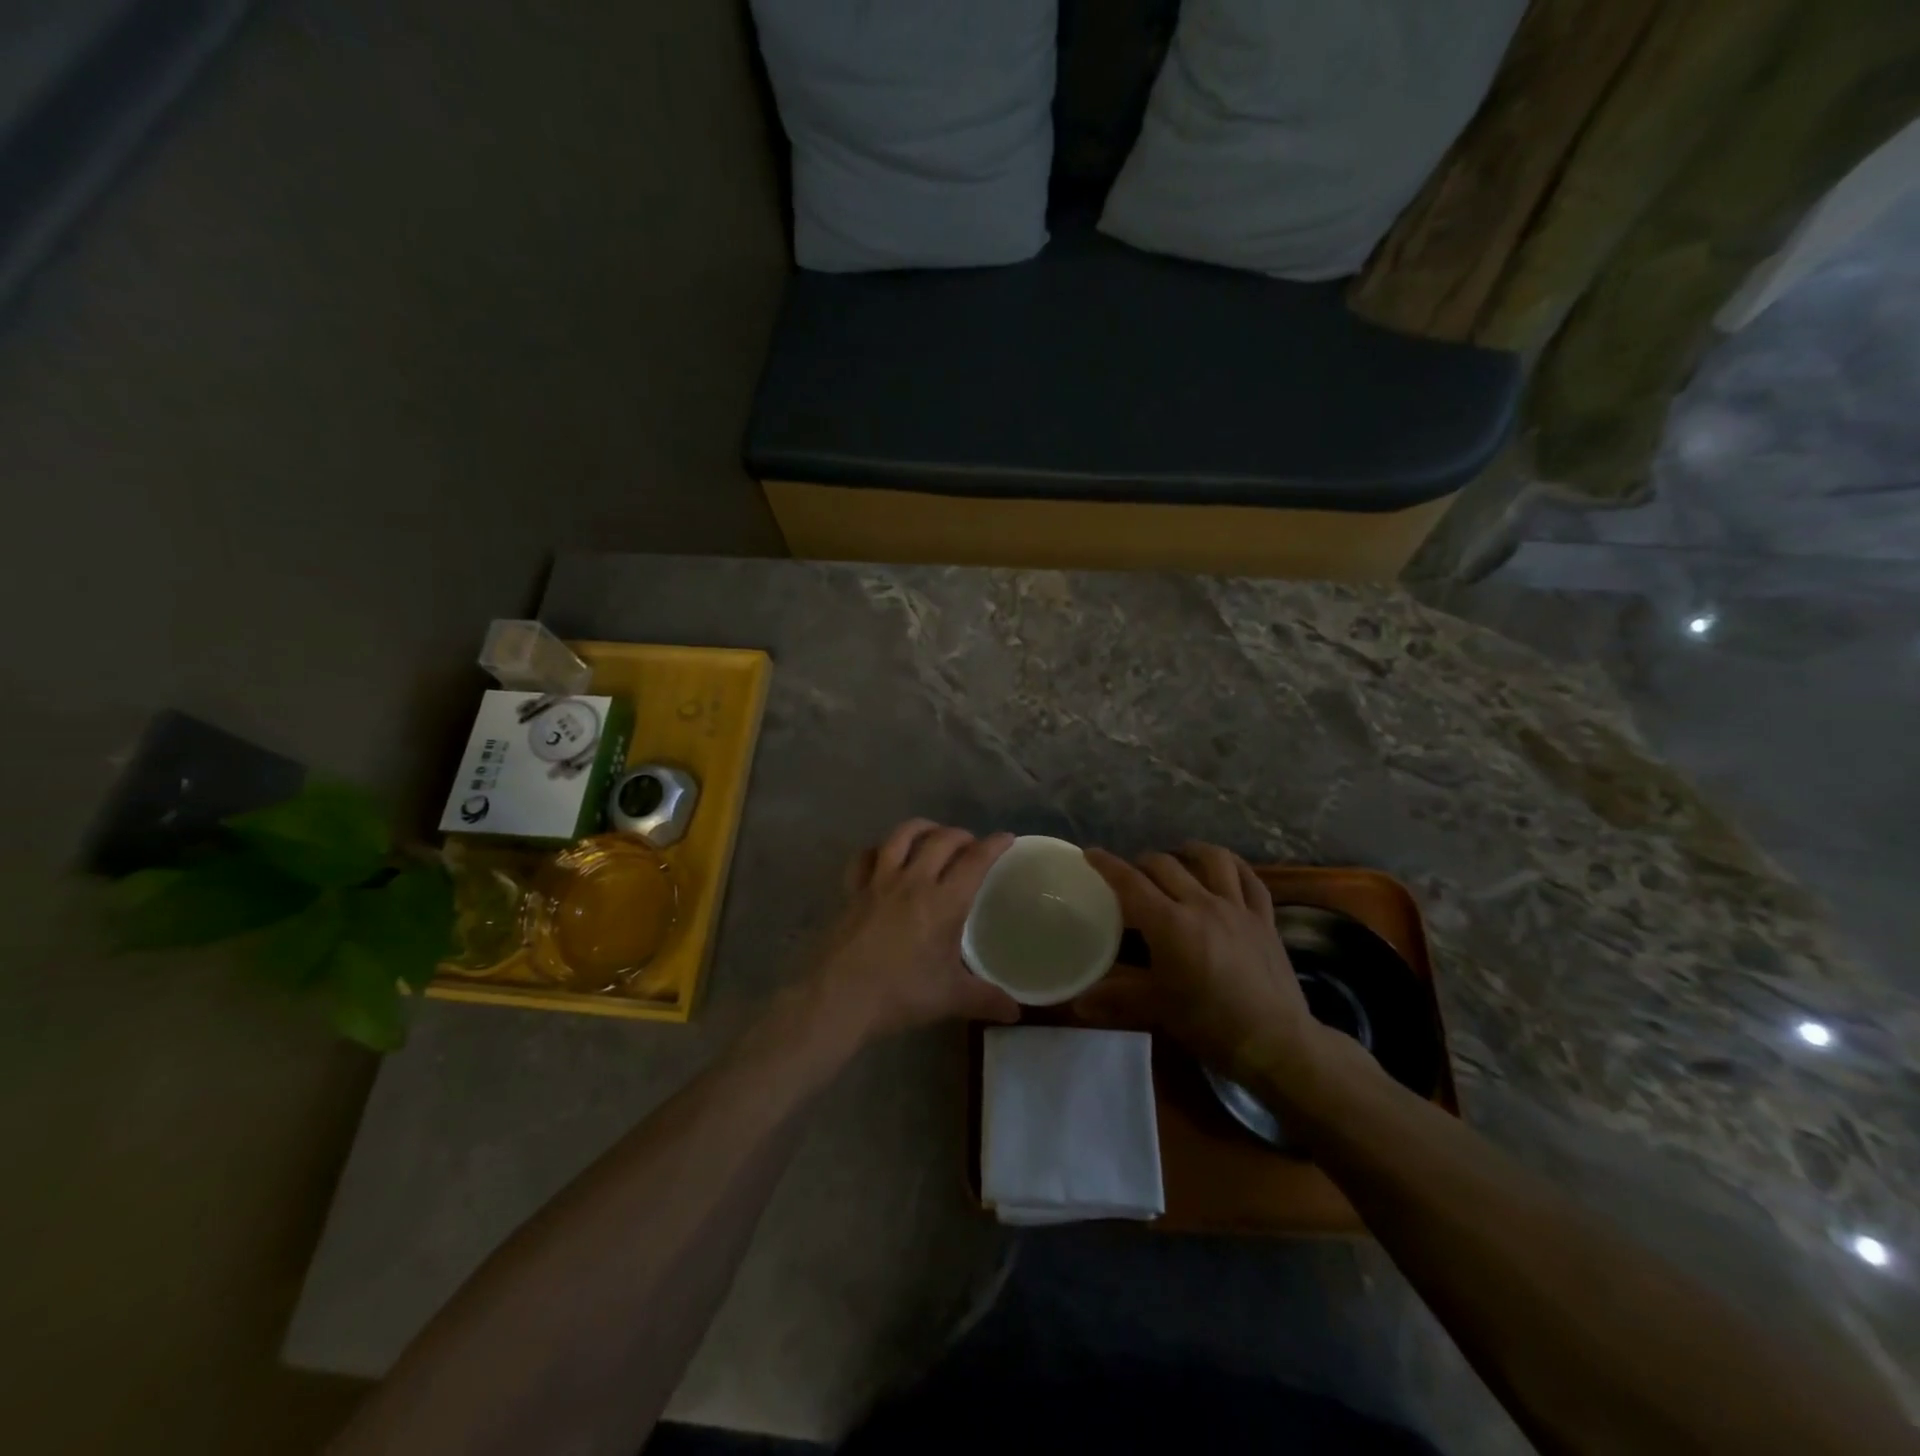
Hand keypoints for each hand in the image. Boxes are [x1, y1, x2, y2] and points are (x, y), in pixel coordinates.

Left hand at [807, 819, 1021, 1041]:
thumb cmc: (899, 994)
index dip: (994, 845)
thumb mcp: (950, 998)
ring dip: (922, 828)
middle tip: (972, 844)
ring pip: (901, 836)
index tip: (1006, 837)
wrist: (838, 997)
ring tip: (933, 833)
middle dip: (962, 835)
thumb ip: (987, 1000)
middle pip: (941, 840)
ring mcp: (879, 882)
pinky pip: (865, 857)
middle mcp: (913, 881)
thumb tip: (1017, 1012)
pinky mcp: (853, 890)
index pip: (975, 861)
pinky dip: (878, 849)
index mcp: (943, 902)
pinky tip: (883, 855)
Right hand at [1075, 843, 1320, 1082]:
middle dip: (1142, 862)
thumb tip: (1078, 1002)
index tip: (1091, 853)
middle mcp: (1202, 904)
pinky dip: (1234, 867)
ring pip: (1213, 859)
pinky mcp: (1264, 918)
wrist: (1275, 1042)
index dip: (1107, 865)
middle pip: (1165, 865)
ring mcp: (1237, 908)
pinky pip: (1250, 879)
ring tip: (1179, 854)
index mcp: (1170, 924)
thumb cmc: (1209, 1024)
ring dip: (1190, 852)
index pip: (1130, 883)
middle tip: (1131, 874)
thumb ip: (1116, 997)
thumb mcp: (1157, 1009)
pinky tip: (1225, 869)